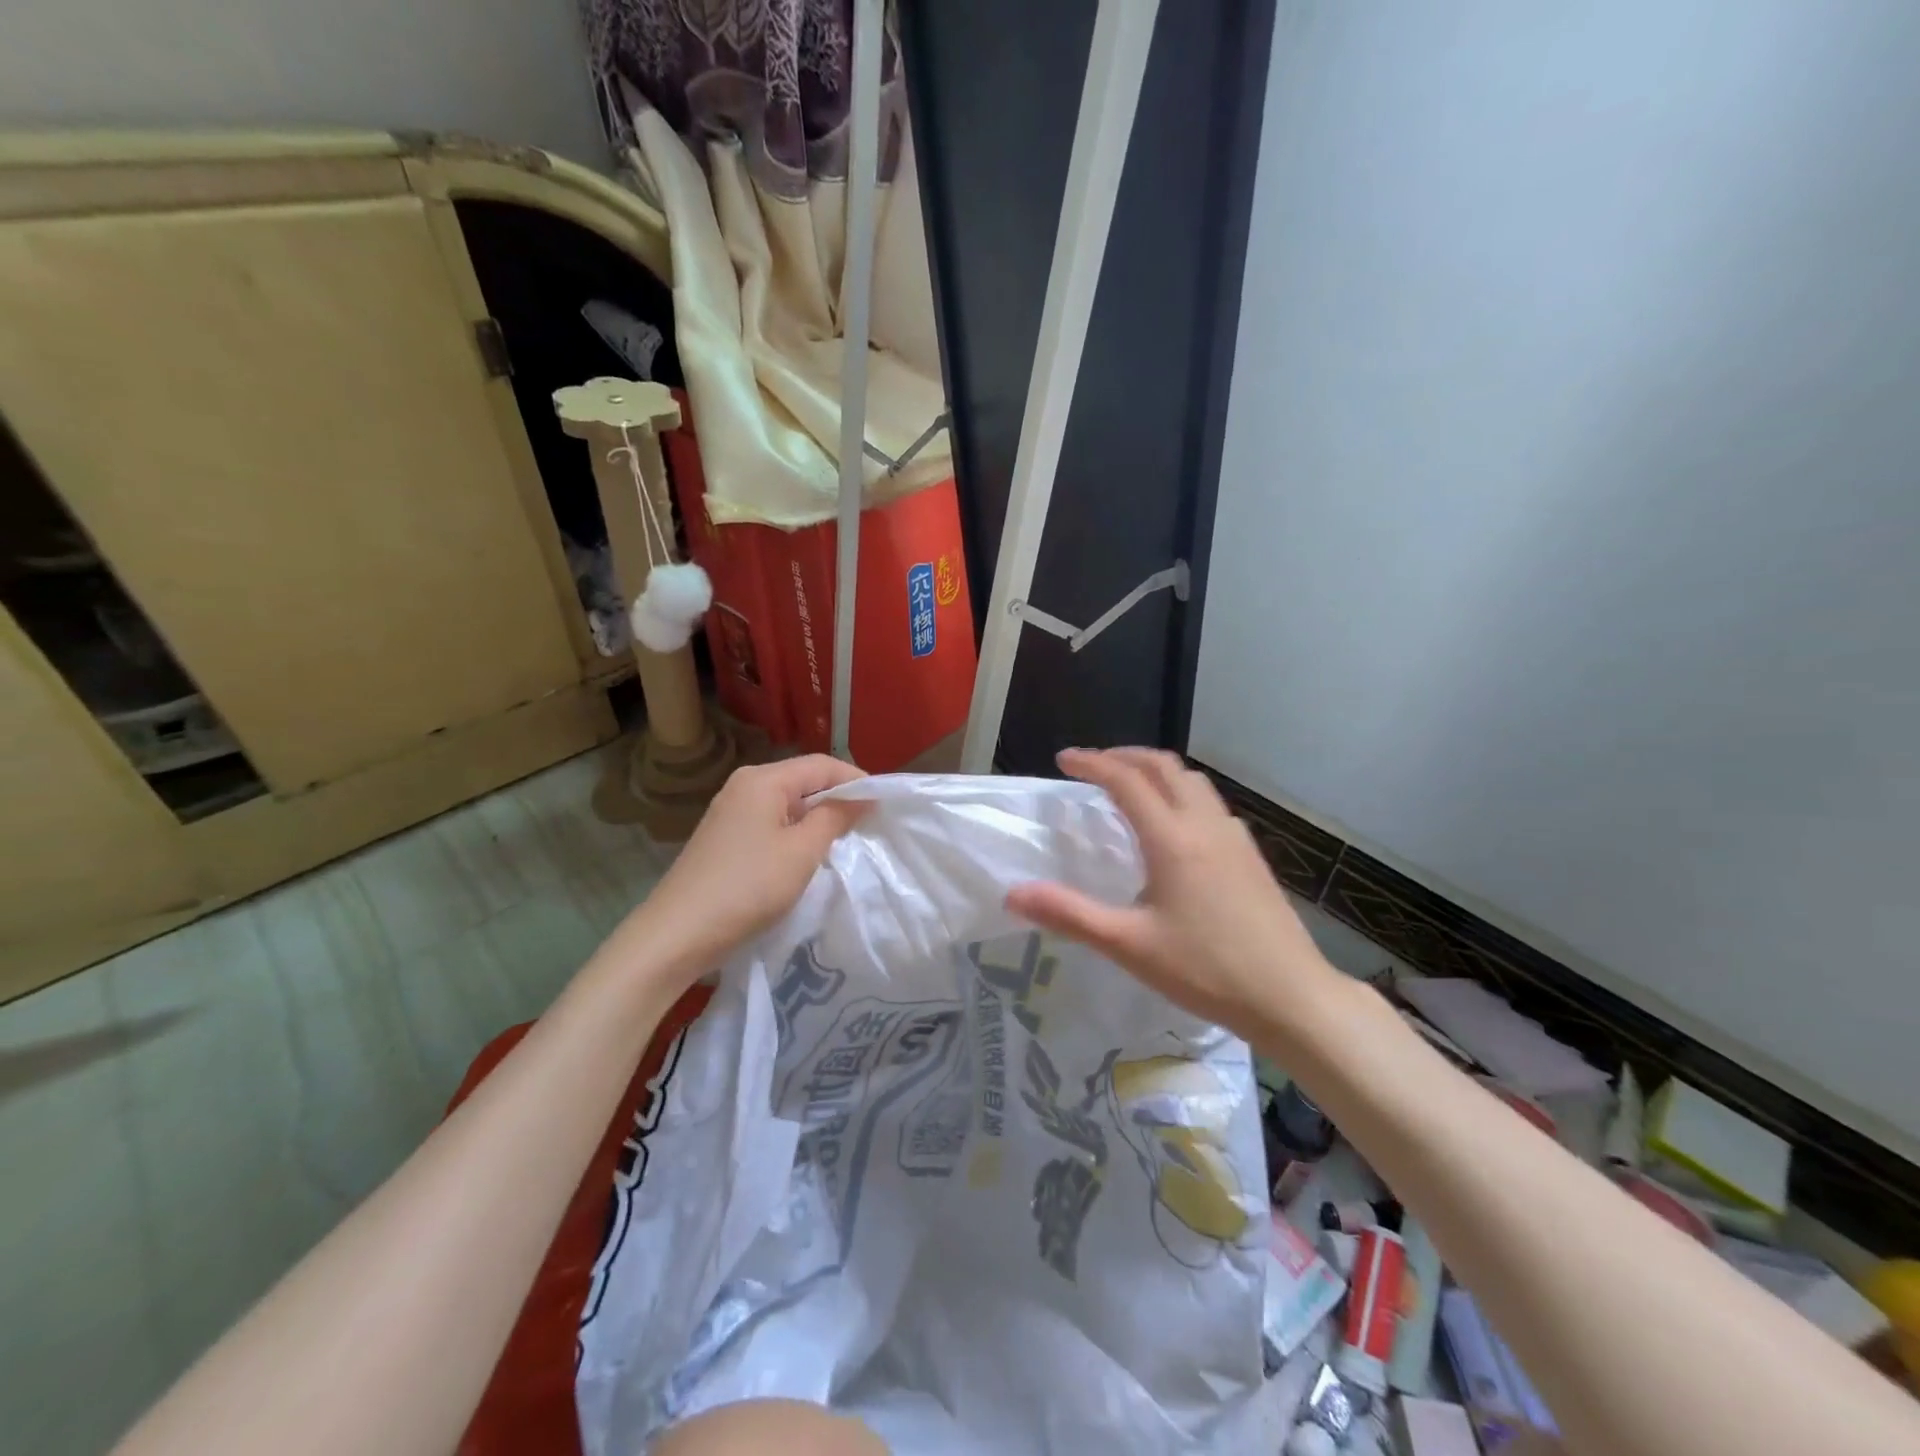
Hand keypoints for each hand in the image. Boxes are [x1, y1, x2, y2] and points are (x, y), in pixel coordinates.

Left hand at [631, 755, 868, 979]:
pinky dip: (796, 831)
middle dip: (838, 798)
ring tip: (845, 839)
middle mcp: (745, 785)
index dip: (856, 780)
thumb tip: (862, 798)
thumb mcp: (802, 852)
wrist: (678, 934)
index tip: (884, 804)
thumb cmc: (747, 887)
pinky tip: (808, 854)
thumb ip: (835, 818)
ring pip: (788, 802)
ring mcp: (731, 811)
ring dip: (818, 817)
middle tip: (869, 823)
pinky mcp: (725, 836)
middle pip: (804, 779)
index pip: (822, 765)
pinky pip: (772, 821)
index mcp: (763, 779)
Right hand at [1006, 748, 1341, 1041]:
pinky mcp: (1251, 855)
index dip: (1092, 763)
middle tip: (1093, 765)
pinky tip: (1175, 826)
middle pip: (1164, 766)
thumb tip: (1013, 893)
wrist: (1291, 997)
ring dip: (1156, 770)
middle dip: (1124, 756)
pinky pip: (1210, 803)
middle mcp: (1205, 825)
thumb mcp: (1129, 945)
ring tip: (1130, 785)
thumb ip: (1070, 915)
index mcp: (1172, 839)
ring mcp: (1234, 837)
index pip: (1127, 780)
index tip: (1064, 760)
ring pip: (1192, 781)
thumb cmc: (1206, 970)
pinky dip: (1181, 793)